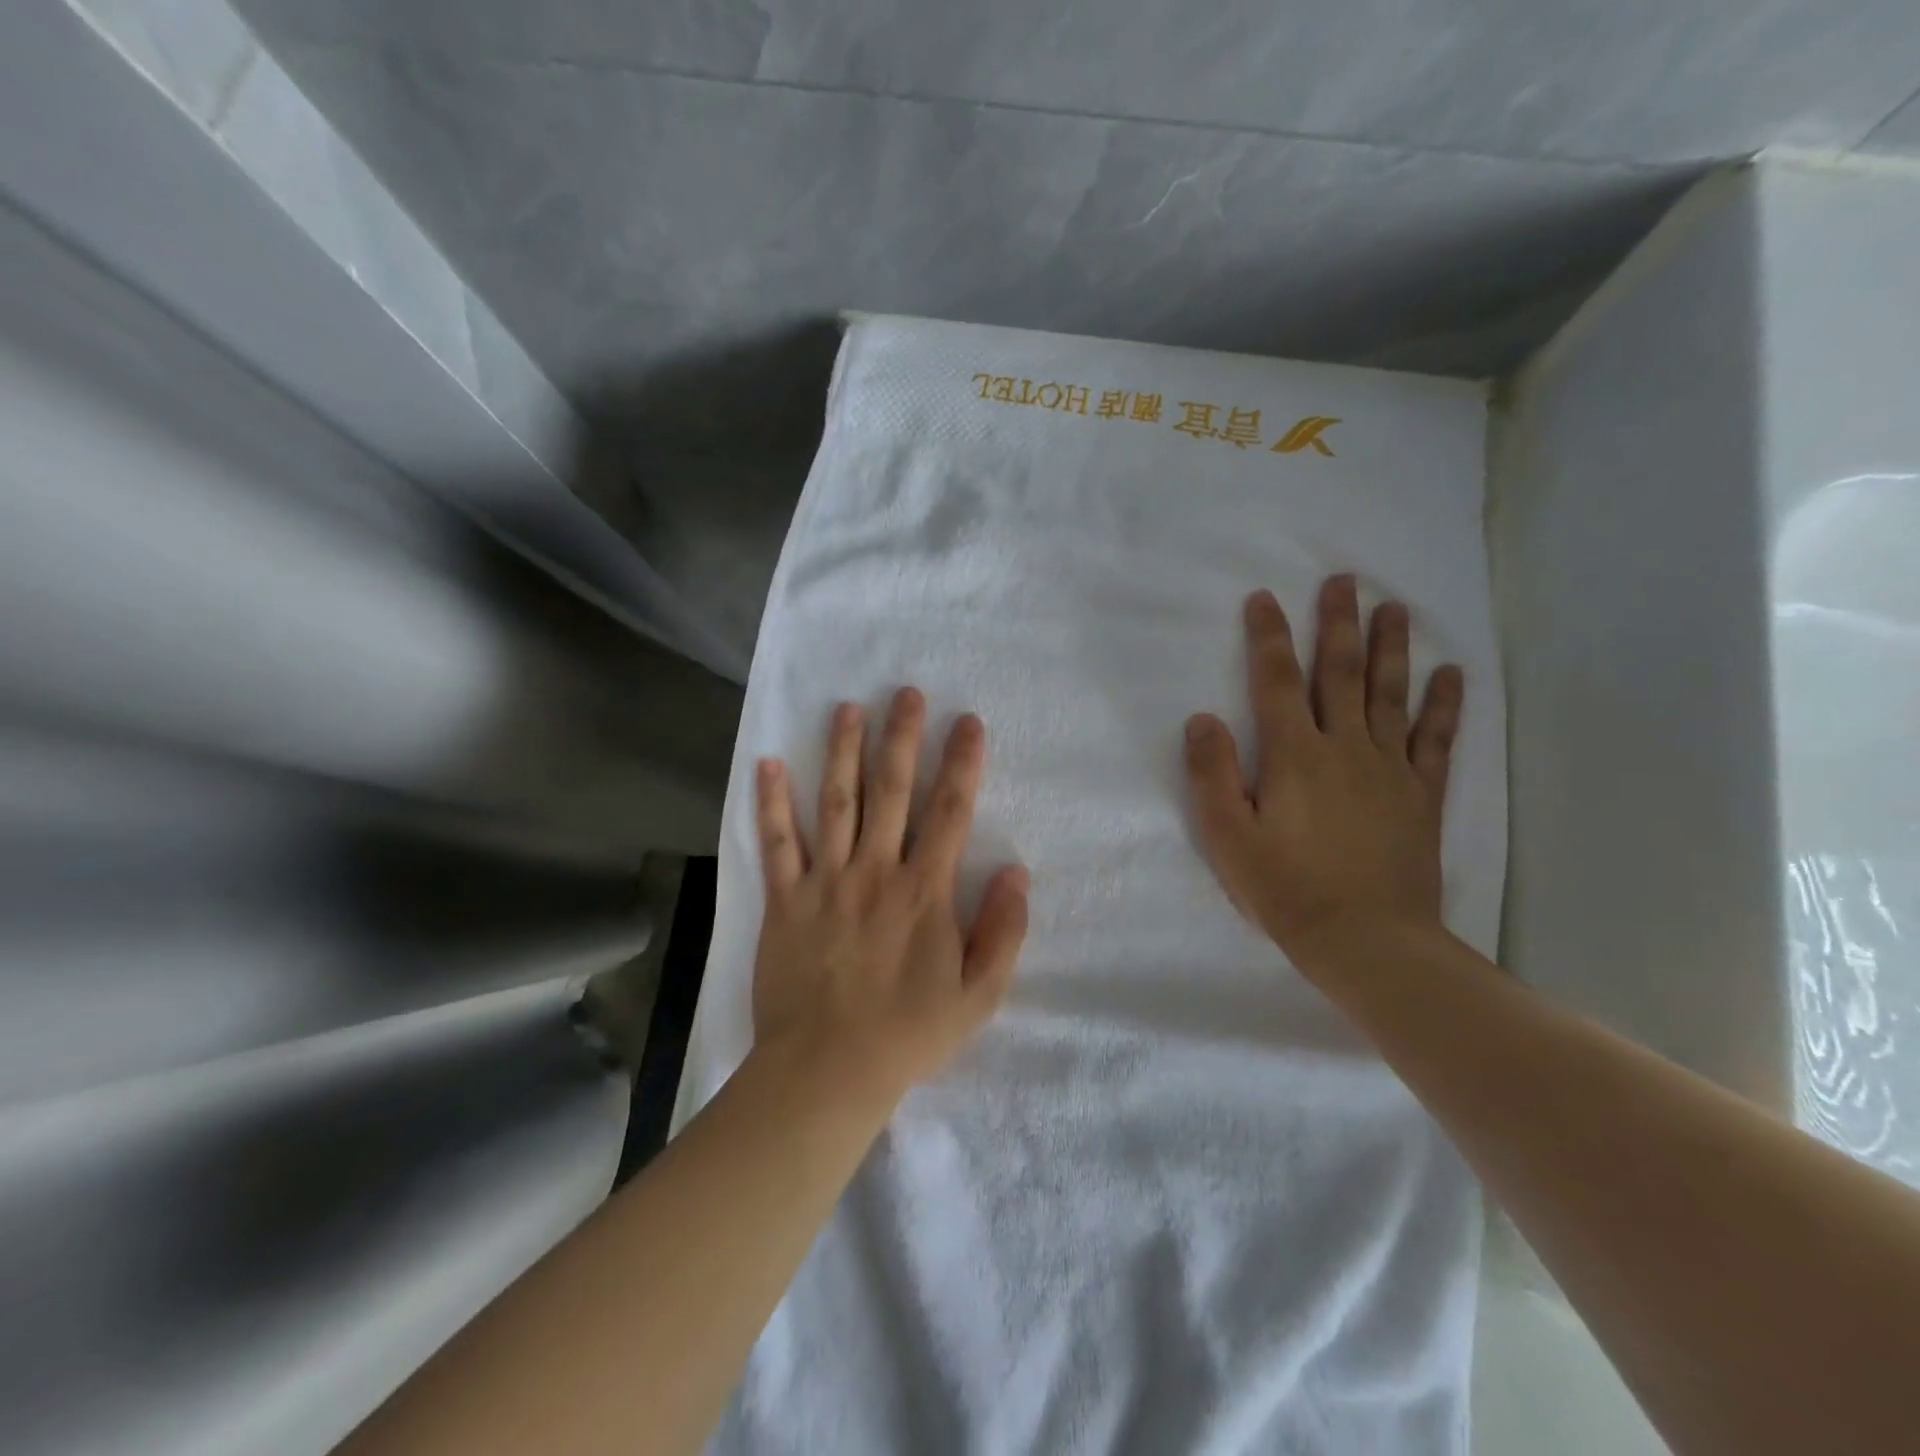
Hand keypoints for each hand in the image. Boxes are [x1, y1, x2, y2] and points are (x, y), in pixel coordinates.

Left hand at [751, 688, 1030, 1111]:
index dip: (962, 763)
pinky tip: (769, 764)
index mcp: (924, 892)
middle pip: (892, 792)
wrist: (827, 1071)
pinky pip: (777, 844)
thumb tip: (1016, 872)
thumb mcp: (978, 996)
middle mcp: (875, 872)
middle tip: (906, 693)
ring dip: (842, 751)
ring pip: (836, 803)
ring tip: (848, 708)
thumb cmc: (908, 1033)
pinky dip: (771, 803)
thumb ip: (1003, 932)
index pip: (950, 813)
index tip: (968, 722)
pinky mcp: (785, 900)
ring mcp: (826, 882)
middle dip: (902, 738)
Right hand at [1183, 575, 1462, 984]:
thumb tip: (1202, 718)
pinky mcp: (1421, 794)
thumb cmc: (1287, 891)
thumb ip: (1212, 775)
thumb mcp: (1229, 839)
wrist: (1369, 941)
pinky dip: (1443, 704)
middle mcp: (1345, 748)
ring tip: (1395, 607)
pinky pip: (1435, 739)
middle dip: (1337, 624)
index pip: (1276, 682)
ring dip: (1390, 648)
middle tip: (1344, 581)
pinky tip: (1449, 674)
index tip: (1265, 598)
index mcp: (1294, 756)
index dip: (1268, 637)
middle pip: (1339, 674)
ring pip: (1388, 694)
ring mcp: (1389, 768)